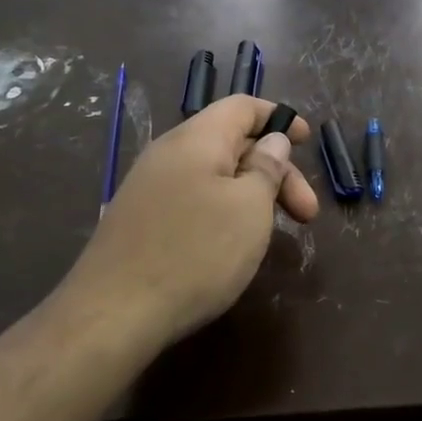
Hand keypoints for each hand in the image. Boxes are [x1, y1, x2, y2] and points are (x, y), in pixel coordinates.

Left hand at [52, 96, 317, 356]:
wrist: (113, 314)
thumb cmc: (195, 253)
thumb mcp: (249, 207)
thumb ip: (266, 167)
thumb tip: (272, 140)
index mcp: (196, 138)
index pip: (242, 106)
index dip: (278, 117)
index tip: (308, 141)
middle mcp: (169, 154)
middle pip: (232, 144)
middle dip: (276, 171)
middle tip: (307, 215)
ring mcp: (149, 188)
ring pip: (214, 175)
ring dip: (252, 195)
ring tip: (275, 231)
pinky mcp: (140, 221)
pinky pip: (193, 199)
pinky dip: (224, 211)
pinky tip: (234, 244)